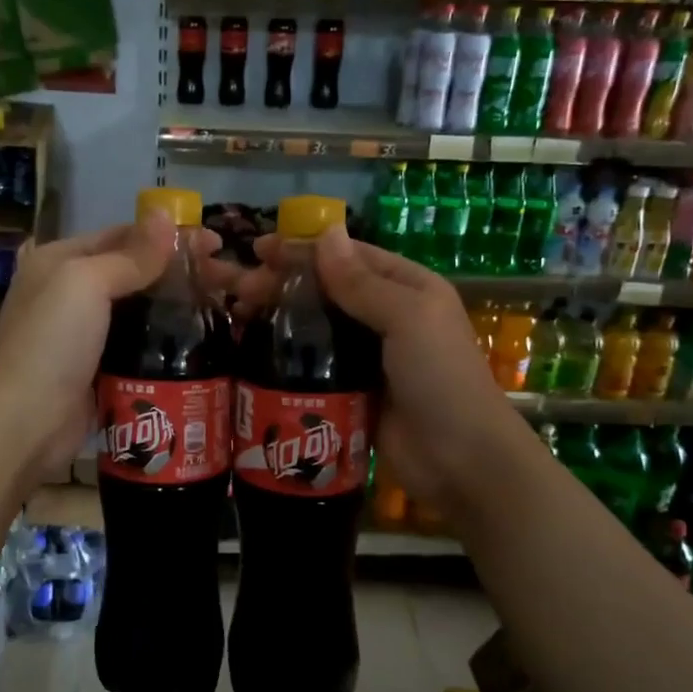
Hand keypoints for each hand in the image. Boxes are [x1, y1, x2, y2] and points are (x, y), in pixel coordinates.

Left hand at [0, 216, 236, 486]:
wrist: (25, 423)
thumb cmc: (52, 342)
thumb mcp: (86, 283)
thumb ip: (130, 254)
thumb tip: (166, 214)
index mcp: (60, 261)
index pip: (122, 236)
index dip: (168, 237)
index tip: (215, 243)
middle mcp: (71, 293)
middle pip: (135, 273)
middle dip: (181, 273)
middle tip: (229, 280)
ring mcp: (86, 335)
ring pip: (141, 312)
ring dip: (180, 308)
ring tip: (225, 309)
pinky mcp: (101, 371)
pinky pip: (141, 347)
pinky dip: (168, 343)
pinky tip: (203, 343)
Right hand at [237, 224, 525, 514]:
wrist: (460, 460)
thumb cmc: (440, 377)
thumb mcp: (408, 317)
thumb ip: (362, 281)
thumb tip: (327, 232)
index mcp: (406, 288)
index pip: (346, 256)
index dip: (302, 250)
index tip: (257, 250)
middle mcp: (385, 316)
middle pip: (323, 290)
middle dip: (278, 283)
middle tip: (232, 287)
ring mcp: (366, 356)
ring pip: (313, 327)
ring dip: (275, 317)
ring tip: (233, 314)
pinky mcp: (350, 390)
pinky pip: (312, 364)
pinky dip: (283, 355)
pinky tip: (249, 352)